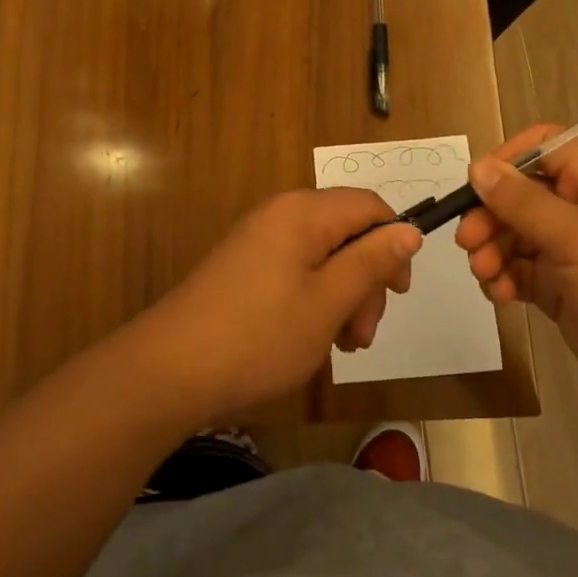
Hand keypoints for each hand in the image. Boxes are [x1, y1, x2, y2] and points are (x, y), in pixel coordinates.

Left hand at [139, 190, 421, 422]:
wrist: (169, 370)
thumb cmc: (260, 335)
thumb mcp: (328, 302)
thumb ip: (371, 262)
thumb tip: (408, 230)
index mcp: (303, 212)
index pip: (369, 205)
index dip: (393, 243)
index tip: (398, 293)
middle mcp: (280, 215)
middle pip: (346, 232)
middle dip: (365, 281)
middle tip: (361, 336)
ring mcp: (258, 241)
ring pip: (322, 257)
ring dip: (342, 297)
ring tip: (339, 347)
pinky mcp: (243, 267)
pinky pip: (295, 271)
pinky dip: (313, 301)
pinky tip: (310, 340)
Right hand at [454, 126, 577, 419]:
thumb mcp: (577, 238)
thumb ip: (523, 202)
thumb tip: (478, 167)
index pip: (543, 147)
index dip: (507, 160)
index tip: (476, 185)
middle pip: (518, 193)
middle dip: (490, 216)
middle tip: (468, 242)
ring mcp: (569, 249)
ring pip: (512, 234)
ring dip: (491, 250)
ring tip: (485, 275)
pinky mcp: (559, 287)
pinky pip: (518, 269)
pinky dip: (502, 278)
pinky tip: (499, 294)